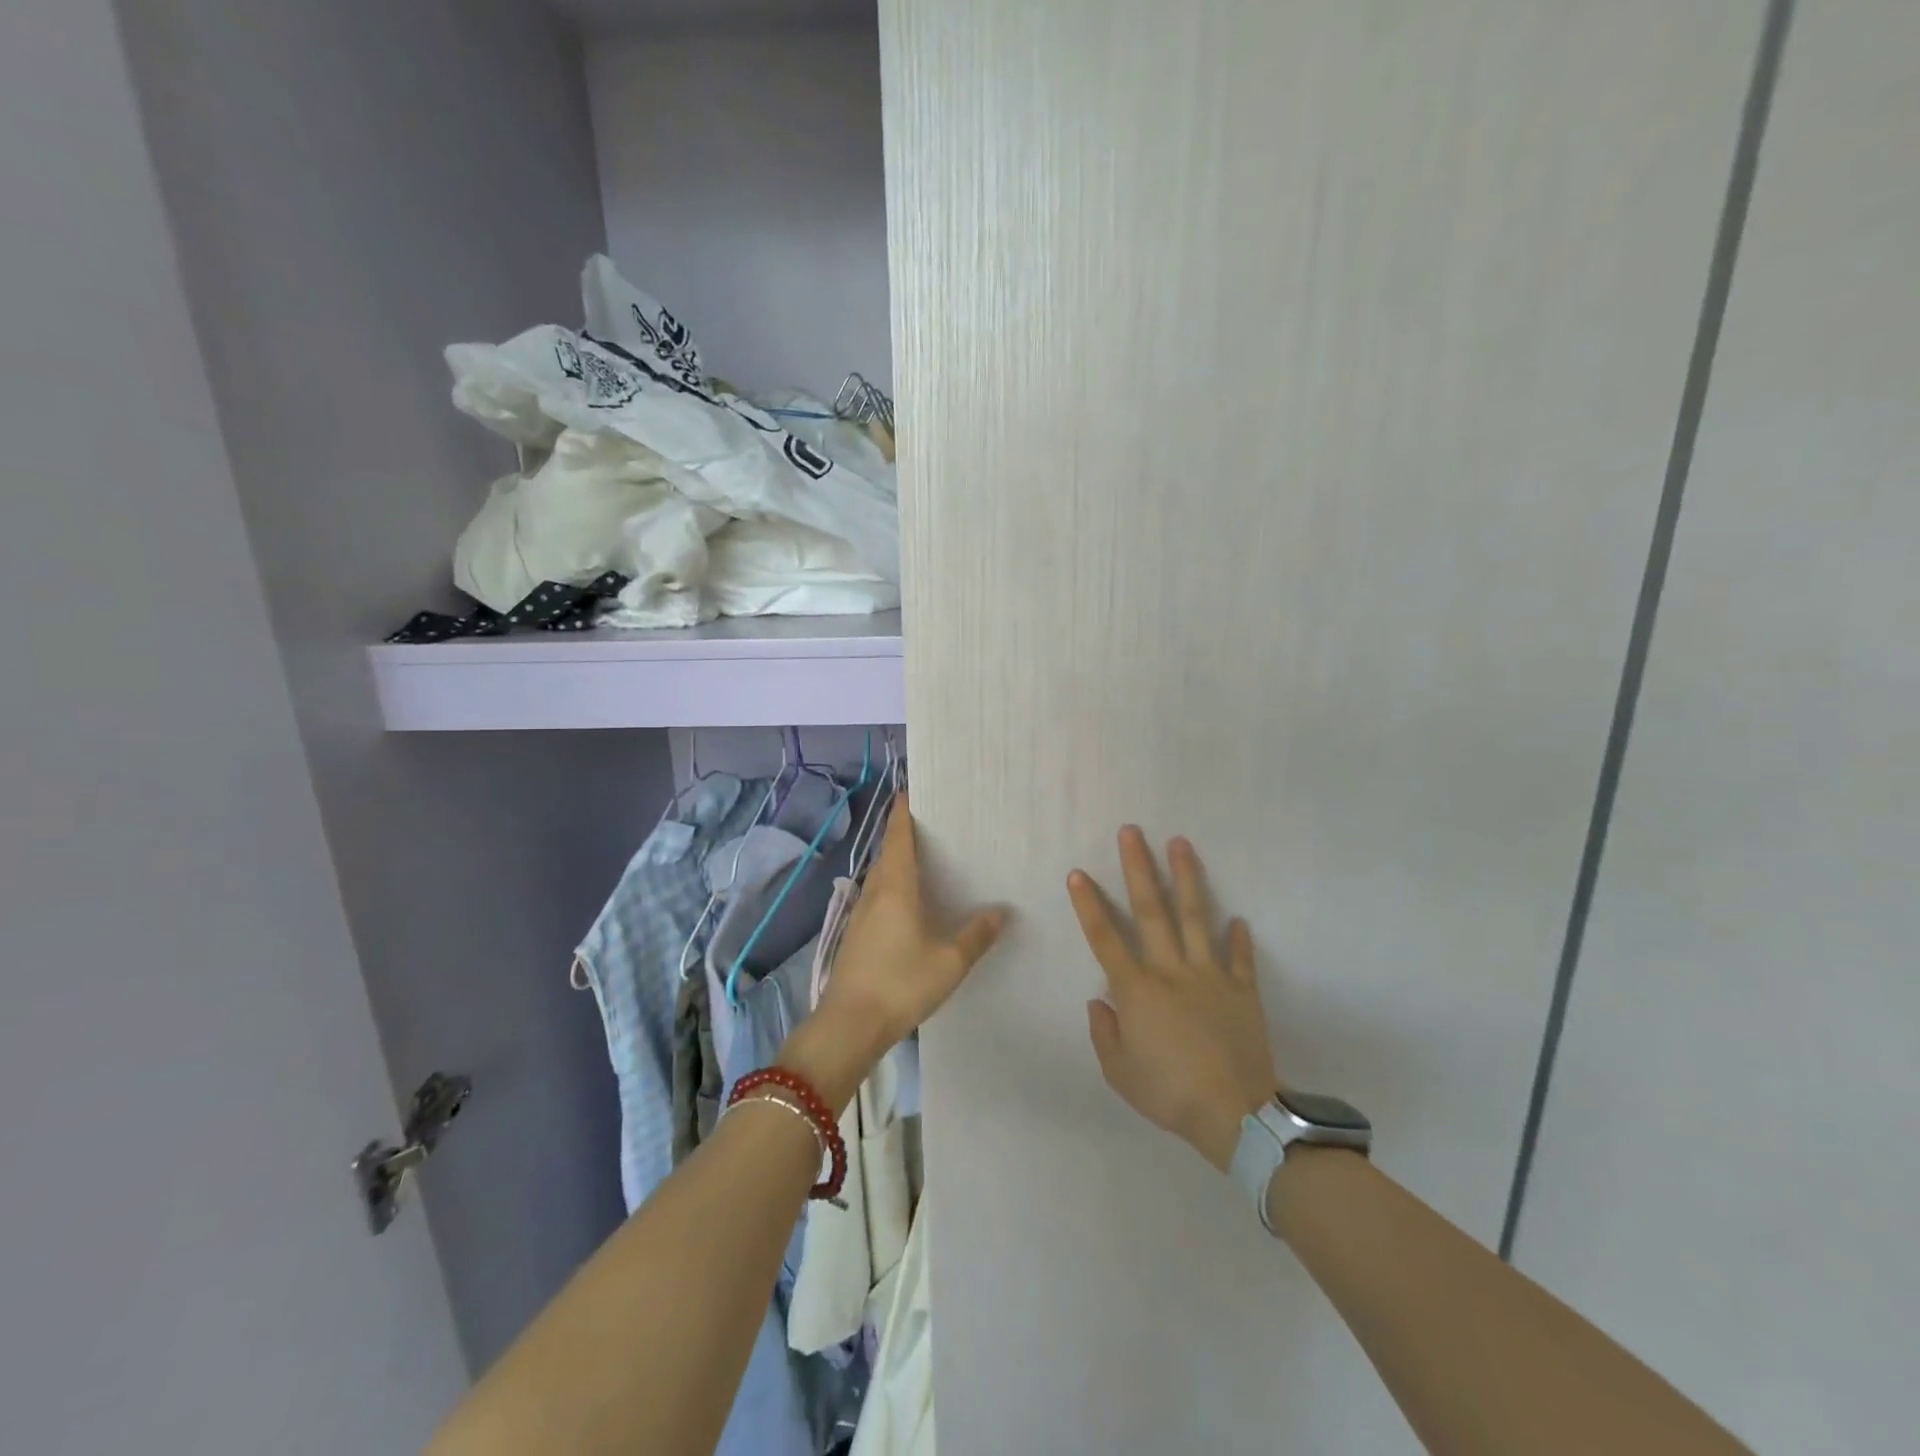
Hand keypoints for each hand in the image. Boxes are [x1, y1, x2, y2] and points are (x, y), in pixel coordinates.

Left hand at [787, 794, 1005, 1104]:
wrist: (849, 1025)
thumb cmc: (901, 984)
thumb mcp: (949, 962)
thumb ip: (976, 935)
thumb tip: (1002, 911)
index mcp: (895, 888)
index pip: (898, 837)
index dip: (903, 812)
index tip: (910, 790)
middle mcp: (875, 893)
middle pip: (888, 852)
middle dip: (904, 834)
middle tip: (931, 823)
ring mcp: (861, 914)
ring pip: (881, 875)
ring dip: (897, 860)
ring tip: (924, 857)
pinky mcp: (856, 934)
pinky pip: (877, 896)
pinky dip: (892, 885)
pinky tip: (908, 901)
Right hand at [1070, 828, 1280, 1171]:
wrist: (1236, 1114)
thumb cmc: (1169, 1093)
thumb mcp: (1120, 1073)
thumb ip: (1104, 1033)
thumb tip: (1099, 1001)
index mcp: (1137, 989)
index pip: (1105, 938)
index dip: (1088, 905)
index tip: (1077, 874)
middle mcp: (1171, 970)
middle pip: (1152, 910)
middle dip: (1138, 867)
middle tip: (1131, 832)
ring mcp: (1210, 975)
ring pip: (1196, 917)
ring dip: (1187, 878)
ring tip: (1181, 843)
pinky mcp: (1242, 990)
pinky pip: (1240, 958)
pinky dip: (1239, 938)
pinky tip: (1238, 918)